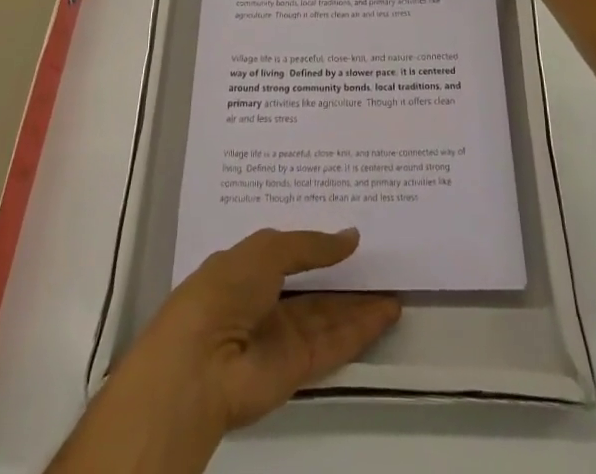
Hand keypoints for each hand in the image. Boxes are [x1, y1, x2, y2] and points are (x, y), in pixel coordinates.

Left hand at [56, 229, 398, 473]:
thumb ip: (311, 245)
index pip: (288, 252)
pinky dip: (361, 329)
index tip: (348, 226)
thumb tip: (351, 237)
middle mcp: (265, 301)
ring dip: (360, 303)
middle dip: (344, 274)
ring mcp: (282, 337)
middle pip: (313, 286)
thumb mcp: (267, 249)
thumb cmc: (225, 290)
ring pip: (329, 315)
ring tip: (394, 282)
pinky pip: (335, 343)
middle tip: (381, 254)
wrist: (201, 365)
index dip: (317, 241)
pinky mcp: (298, 368)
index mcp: (248, 268)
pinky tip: (388, 311)